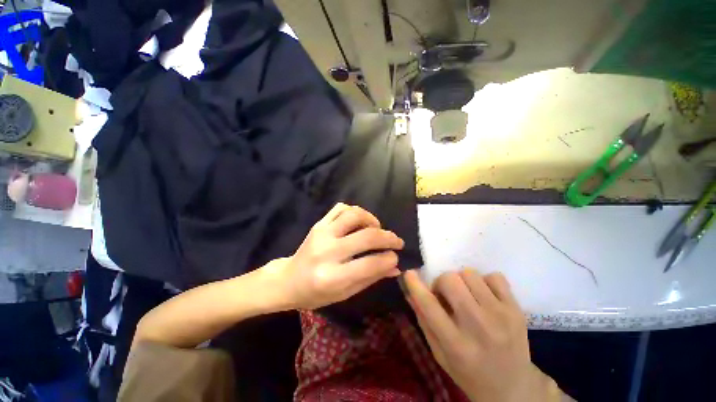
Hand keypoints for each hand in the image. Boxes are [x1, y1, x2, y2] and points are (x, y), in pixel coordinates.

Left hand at [271, 203, 403, 309]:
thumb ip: (371, 278)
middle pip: (366, 236)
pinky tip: (360, 222)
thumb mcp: (345, 293)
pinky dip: (355, 211)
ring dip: (372, 219)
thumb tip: (395, 267)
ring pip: (354, 215)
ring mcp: (321, 234)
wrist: (288, 280)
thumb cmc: (316, 293)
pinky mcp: (319, 224)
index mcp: (333, 277)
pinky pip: (341, 208)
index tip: (396, 257)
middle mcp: (327, 252)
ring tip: (377, 228)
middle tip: (396, 241)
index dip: (388, 259)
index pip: (370, 264)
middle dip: (388, 237)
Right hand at [404, 269, 556, 401]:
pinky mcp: (517, 309)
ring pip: (470, 274)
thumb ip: (423, 320)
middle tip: (445, 295)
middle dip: (441, 283)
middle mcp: (479, 328)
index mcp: (456, 345)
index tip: (409, 273)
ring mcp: (502, 316)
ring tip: (466, 296)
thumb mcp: (439, 353)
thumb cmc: (469, 373)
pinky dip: (484, 282)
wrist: (513, 388)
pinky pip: (494, 276)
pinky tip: (484, 297)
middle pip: (450, 280)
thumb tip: (409, 290)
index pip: (429, 305)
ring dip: (461, 281)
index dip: (416, 285)